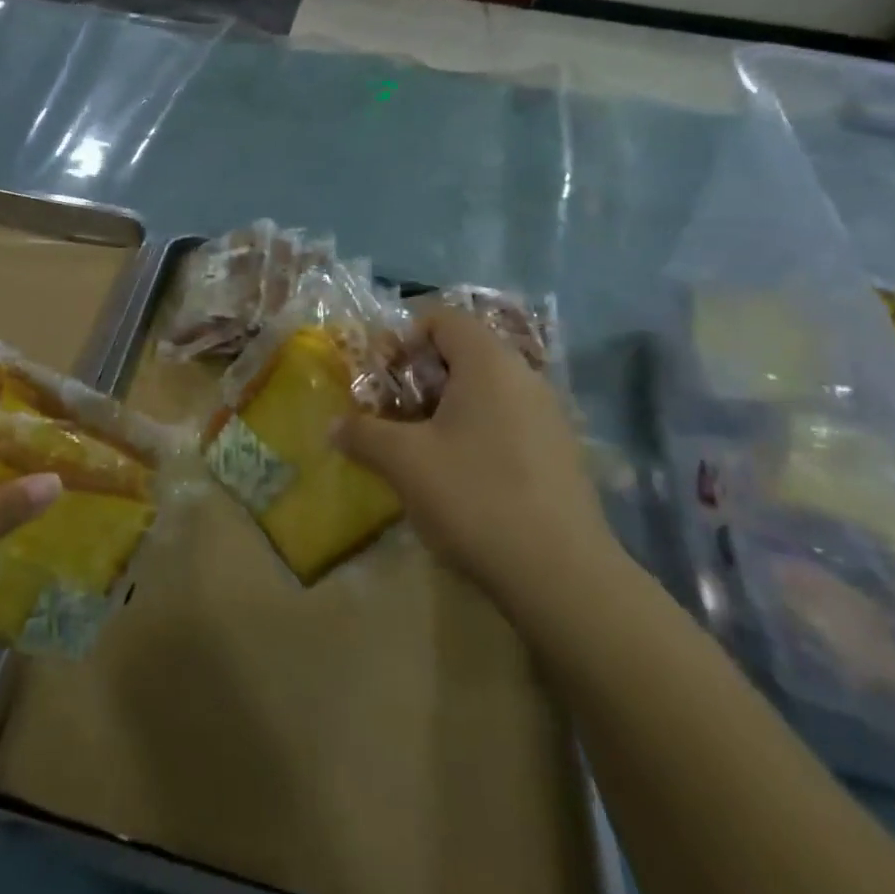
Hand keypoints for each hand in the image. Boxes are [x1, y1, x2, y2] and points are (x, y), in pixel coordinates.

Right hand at [336, 309, 616, 615]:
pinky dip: (473, 430)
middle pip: (462, 352)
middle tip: (390, 413)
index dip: (403, 337)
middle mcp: (524, 376)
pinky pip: (505, 419)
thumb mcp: (403, 462)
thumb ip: (362, 434)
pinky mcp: (558, 452)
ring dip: (443, 407)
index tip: (380, 376)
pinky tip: (457, 475)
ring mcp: (548, 415)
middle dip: (418, 377)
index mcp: (488, 363)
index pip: (442, 318)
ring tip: (417, 446)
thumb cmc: (474, 497)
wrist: (561, 575)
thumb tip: (333, 426)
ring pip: (484, 389)